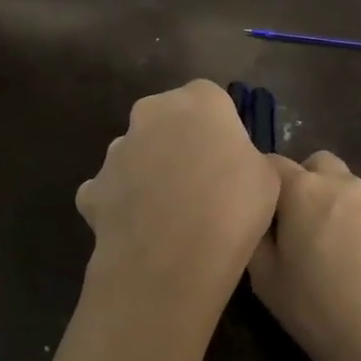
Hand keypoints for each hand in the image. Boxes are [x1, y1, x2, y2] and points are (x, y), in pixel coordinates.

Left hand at [77, 81, 279, 328]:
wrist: (171, 261)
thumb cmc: (232, 209)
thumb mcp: (267, 178)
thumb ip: (247, 157)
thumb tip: (233, 164)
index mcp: (199, 101)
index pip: (211, 99)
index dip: (220, 129)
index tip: (230, 159)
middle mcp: (151, 113)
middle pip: (168, 120)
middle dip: (179, 143)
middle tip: (201, 183)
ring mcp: (116, 150)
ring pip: (137, 154)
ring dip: (150, 173)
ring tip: (170, 215)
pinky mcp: (93, 188)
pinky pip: (112, 190)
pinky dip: (123, 205)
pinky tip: (140, 232)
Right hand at [249, 151, 360, 360]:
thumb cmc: (313, 306)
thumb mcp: (264, 276)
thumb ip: (255, 234)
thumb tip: (258, 218)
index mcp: (304, 189)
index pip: (273, 162)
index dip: (259, 180)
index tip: (252, 206)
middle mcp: (340, 185)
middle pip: (315, 164)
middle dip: (300, 181)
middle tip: (287, 220)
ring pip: (341, 186)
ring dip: (325, 201)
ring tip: (316, 244)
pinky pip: (359, 212)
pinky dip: (346, 223)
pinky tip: (342, 261)